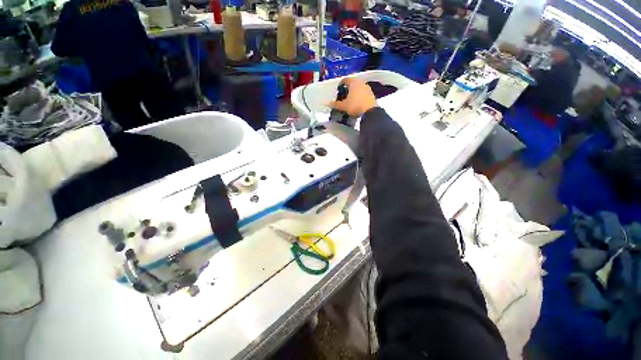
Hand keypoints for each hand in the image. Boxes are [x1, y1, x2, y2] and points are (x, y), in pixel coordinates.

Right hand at [329, 78, 376, 116]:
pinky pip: (363, 93)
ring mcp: (367, 88)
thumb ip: (335, 104)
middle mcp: (361, 82)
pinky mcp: (372, 94)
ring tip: (350, 100)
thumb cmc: (355, 105)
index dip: (340, 84)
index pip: (345, 80)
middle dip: (347, 89)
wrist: (370, 112)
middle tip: (343, 96)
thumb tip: (328, 104)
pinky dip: (359, 96)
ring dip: (354, 93)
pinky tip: (357, 103)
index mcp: (353, 82)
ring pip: (358, 88)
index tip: (338, 90)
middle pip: (352, 84)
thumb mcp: (343, 106)